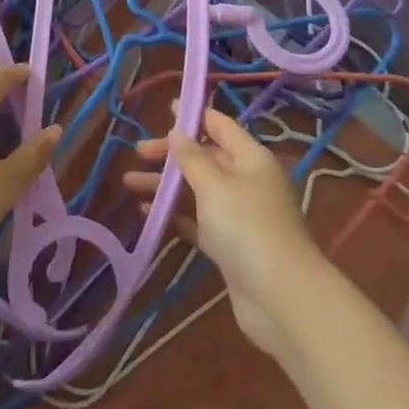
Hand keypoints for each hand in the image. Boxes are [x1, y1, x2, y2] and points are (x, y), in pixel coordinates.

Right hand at [123, 109, 322, 360]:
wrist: (280, 298)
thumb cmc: (246, 227)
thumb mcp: (215, 185)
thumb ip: (192, 158)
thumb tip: (178, 132)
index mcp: (250, 158)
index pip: (220, 126)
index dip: (193, 117)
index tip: (165, 110)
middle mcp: (246, 181)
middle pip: (205, 158)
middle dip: (171, 155)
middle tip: (138, 153)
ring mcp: (239, 215)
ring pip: (197, 190)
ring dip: (166, 186)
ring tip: (128, 184)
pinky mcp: (229, 245)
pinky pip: (197, 220)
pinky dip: (174, 214)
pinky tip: (146, 213)